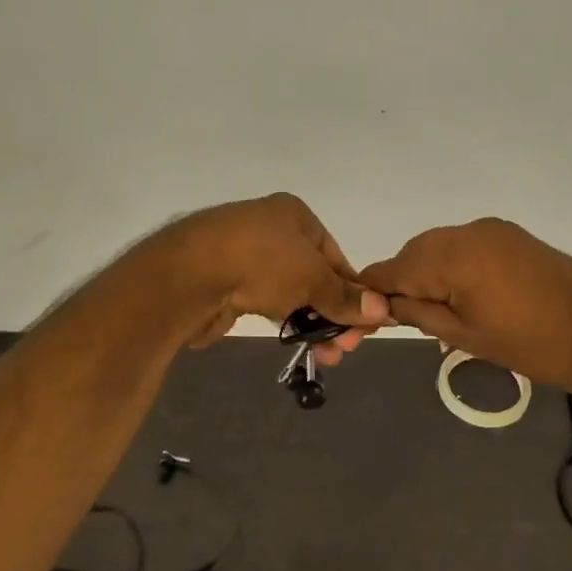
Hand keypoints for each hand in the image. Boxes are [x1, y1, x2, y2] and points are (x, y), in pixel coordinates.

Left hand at [165, 194, 388, 363]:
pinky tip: (295, 342)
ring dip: (310, 323)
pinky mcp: (225, 282)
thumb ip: (345, 297)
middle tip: (343, 349)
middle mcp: (270, 229)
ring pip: (289, 292)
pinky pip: (263, 302)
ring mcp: (244, 255)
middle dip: (332, 313)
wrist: (189, 274)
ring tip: (324, 356)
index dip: (353, 291)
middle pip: (313, 275)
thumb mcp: (313, 278)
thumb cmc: (261, 262)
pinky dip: (282, 320)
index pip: (335, 256)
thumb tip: (382, 310)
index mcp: (294, 215)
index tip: (364, 326)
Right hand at [361, 218, 571, 391]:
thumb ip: (419, 313)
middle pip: (415, 252)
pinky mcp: (511, 234)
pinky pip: (466, 244)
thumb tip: (387, 304)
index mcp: (452, 256)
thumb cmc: (529, 345)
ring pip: (440, 246)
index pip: (394, 268)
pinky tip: (463, 293)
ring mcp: (492, 229)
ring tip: (438, 310)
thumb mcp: (464, 336)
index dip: (374, 290)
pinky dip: (454, 264)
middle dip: (404, 281)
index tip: (363, 313)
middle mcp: (468, 231)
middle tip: (406, 318)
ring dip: (429, 272)